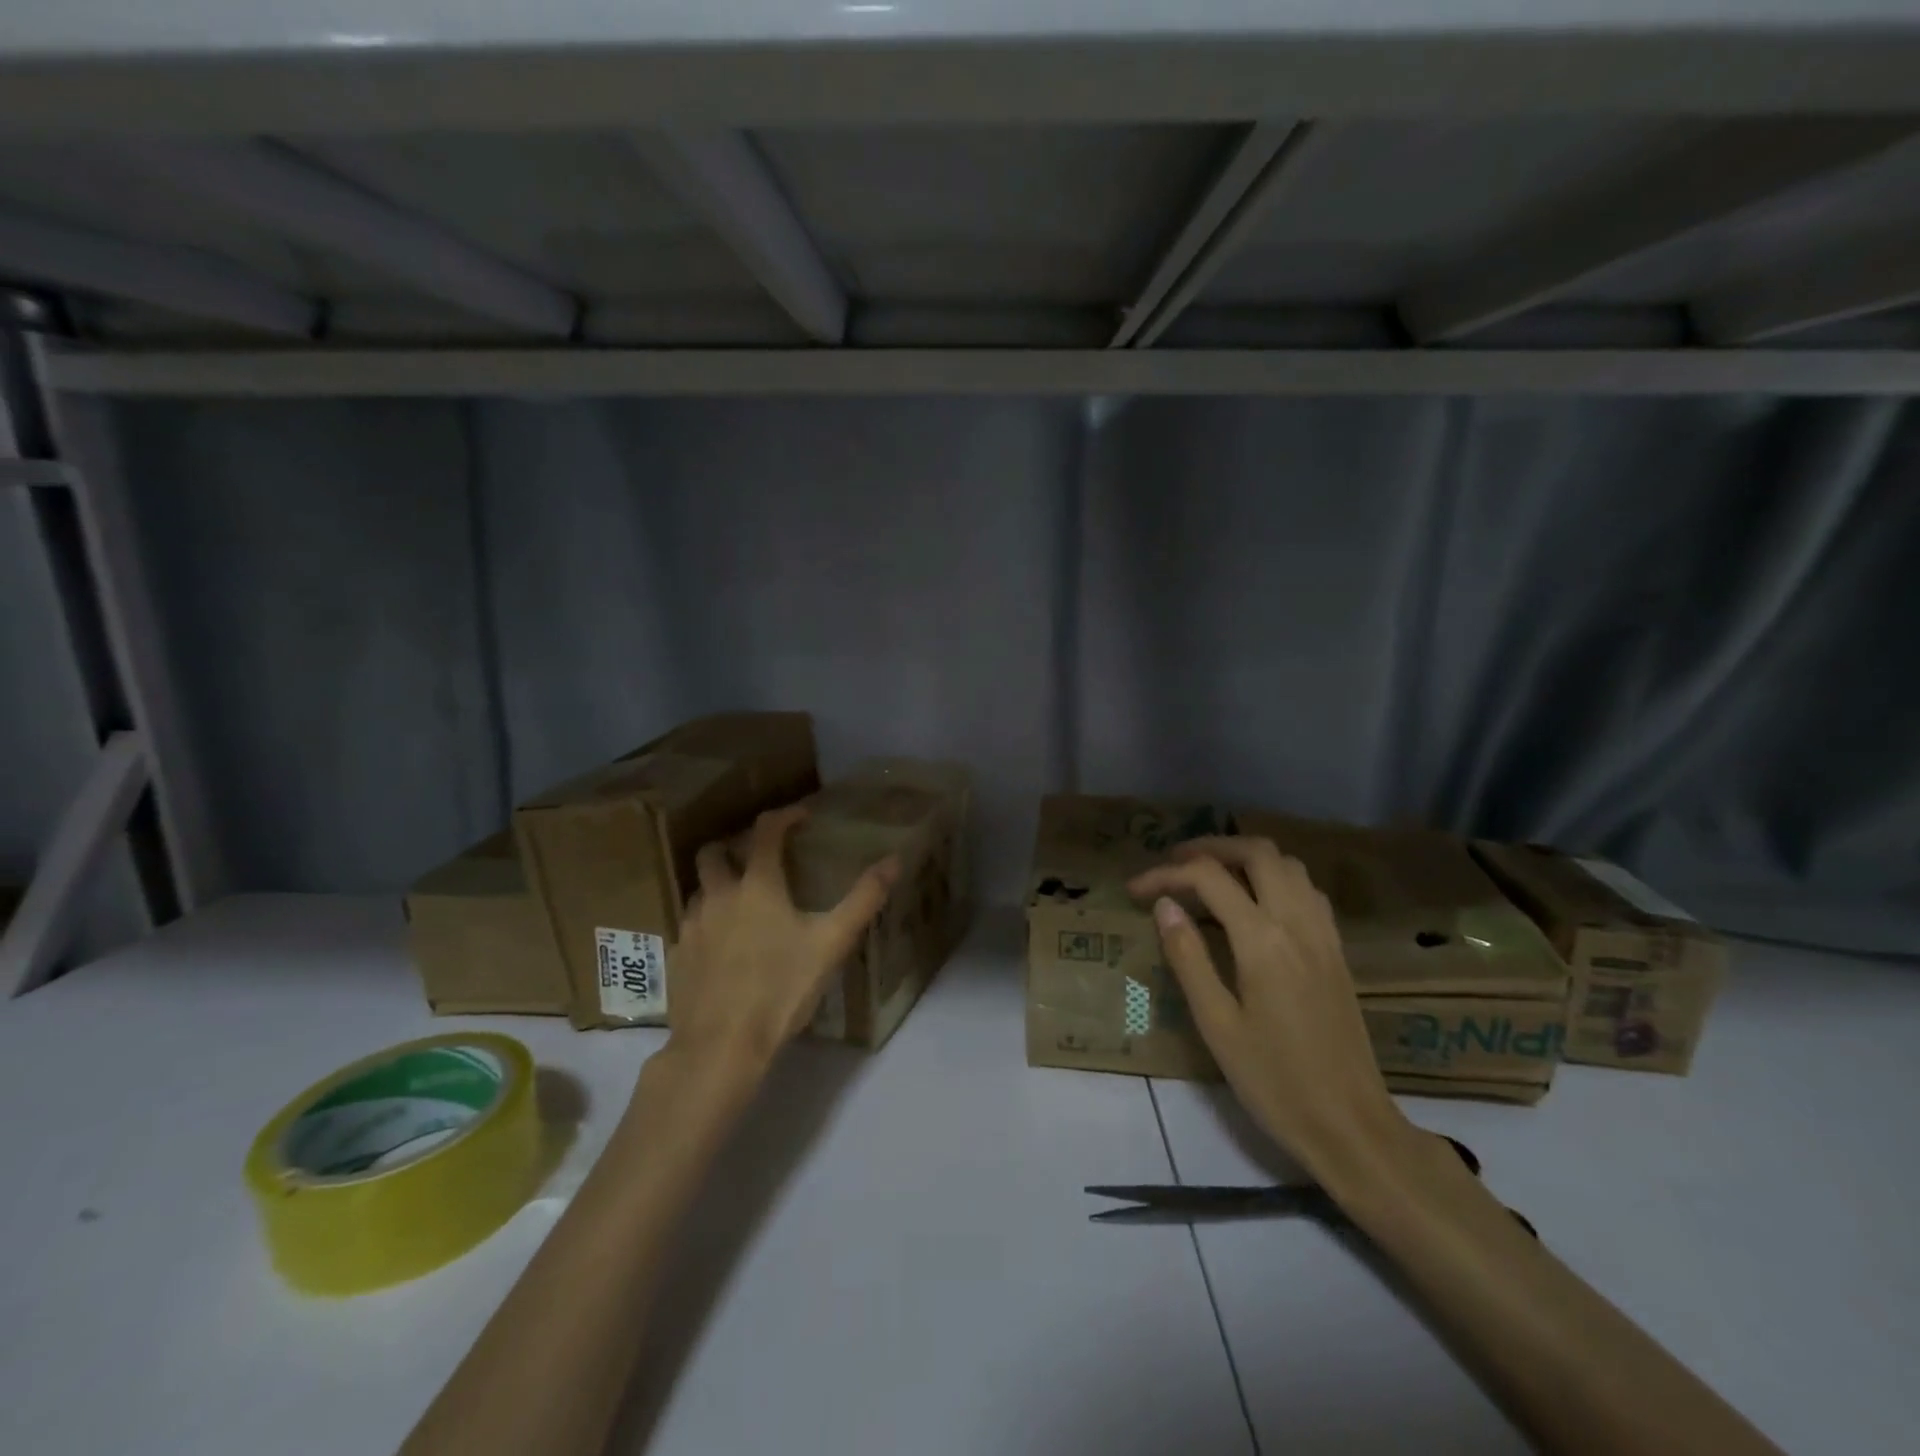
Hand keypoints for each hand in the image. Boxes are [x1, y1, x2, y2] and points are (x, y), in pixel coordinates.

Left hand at [669, 804, 898, 1071]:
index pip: (766, 832)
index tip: (802, 817)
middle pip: (714, 853)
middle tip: (757, 859)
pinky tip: (723, 947)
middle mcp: (718, 896)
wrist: (721, 1046)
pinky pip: (689, 926)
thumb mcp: (832, 943)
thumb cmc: (781, 989)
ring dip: (718, 885)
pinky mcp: (676, 957)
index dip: (785, 816)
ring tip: (742, 903)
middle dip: (734, 846)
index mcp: (757, 886)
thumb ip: (864, 899)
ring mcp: (691, 927)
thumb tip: (894, 860)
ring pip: (698, 890)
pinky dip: (707, 923)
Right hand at [1128, 836, 1409, 1179]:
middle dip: (1210, 847)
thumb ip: (1189, 957)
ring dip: (1246, 857)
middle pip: (1257, 852)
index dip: (1166, 874)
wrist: (1352, 1126)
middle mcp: (1297, 924)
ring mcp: (1323, 935)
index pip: (1209, 878)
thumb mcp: (1217, 1025)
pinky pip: (1307, 890)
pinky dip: (1275, 878)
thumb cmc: (1274, 1082)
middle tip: (1174, 865)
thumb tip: (1165, 905)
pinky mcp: (1336, 951)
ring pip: (1288, 865)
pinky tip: (1256, 904)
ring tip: (1210, 877)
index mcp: (1263, 941)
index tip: (1135, 890)